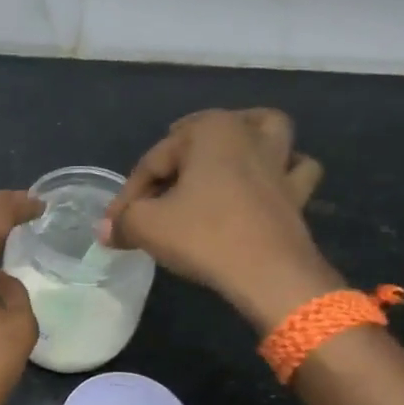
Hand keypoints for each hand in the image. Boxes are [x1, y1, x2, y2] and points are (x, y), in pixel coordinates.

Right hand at [101, 108, 343, 331]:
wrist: (268, 274)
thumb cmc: (204, 236)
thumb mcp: (147, 227)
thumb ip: (122, 222)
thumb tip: (105, 231)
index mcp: (210, 130)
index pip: (154, 160)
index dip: (129, 194)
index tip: (115, 224)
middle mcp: (248, 134)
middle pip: (204, 137)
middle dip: (179, 158)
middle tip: (158, 187)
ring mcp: (279, 162)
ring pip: (266, 133)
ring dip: (246, 140)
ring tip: (224, 159)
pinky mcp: (298, 193)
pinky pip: (295, 170)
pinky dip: (284, 171)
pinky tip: (267, 185)